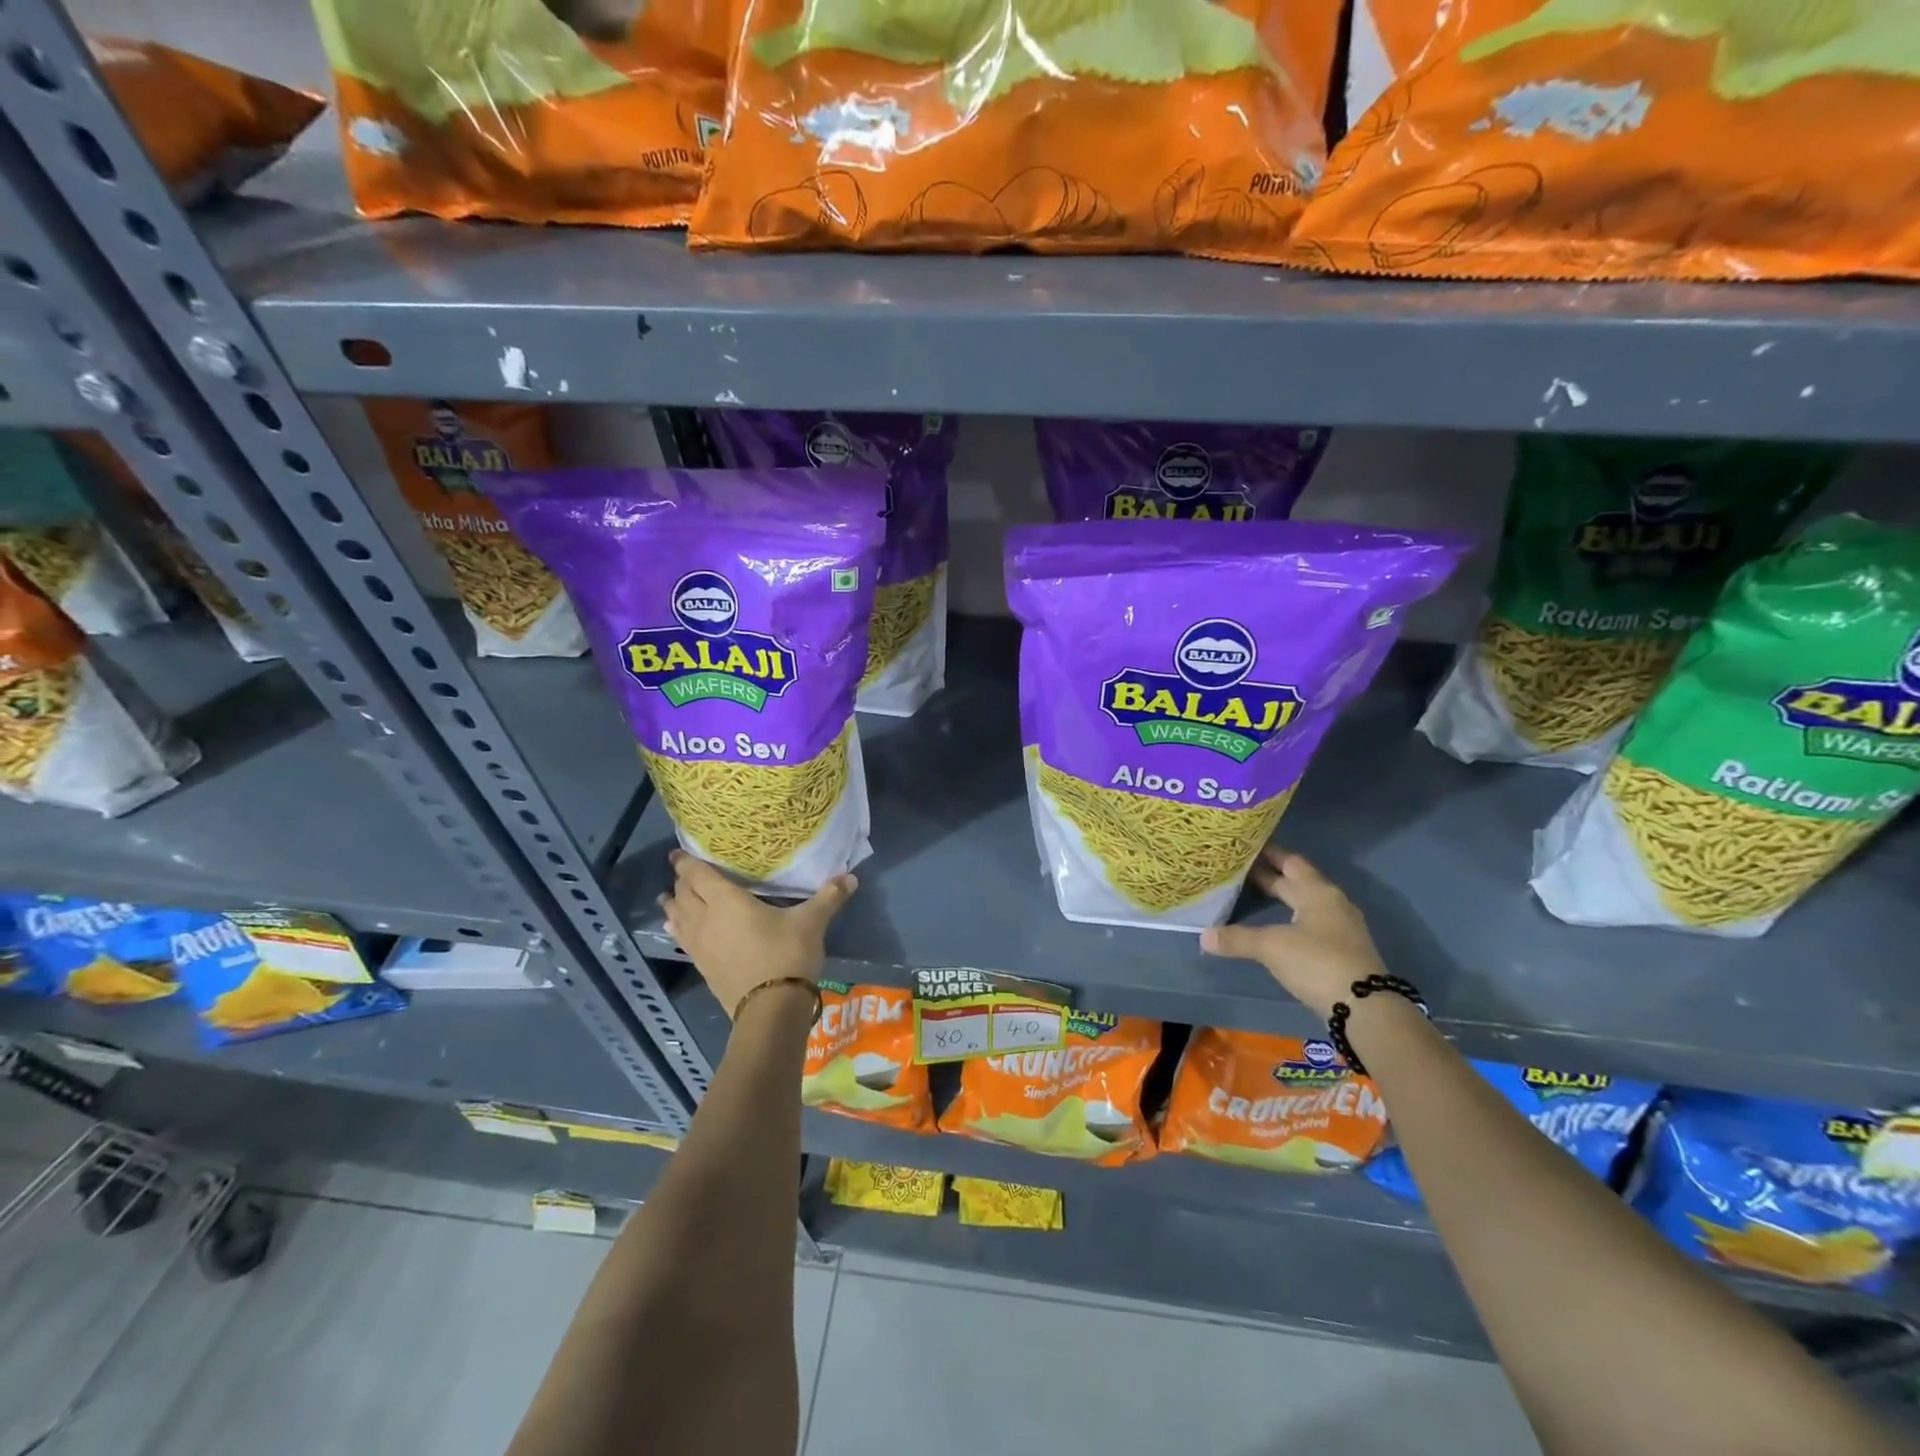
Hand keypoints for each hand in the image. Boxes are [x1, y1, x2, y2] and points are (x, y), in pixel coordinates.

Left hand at [658, 850, 856, 1018]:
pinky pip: (683, 939)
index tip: (677, 853)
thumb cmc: (788, 955)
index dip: (686, 863)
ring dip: (673, 906)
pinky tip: (678, 930)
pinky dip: (678, 928)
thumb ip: (829, 897)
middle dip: (682, 882)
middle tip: (683, 873)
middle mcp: (706, 919)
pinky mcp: (702, 967)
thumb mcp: (811, 922)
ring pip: (678, 918)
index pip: (698, 875)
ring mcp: (700, 945)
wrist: (771, 1009)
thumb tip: (851, 877)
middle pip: (685, 894)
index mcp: (727, 901)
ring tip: (668, 898)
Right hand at [1199, 848, 1385, 1018]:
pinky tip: (1276, 927)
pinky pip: (1311, 923)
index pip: (1290, 862)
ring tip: (1254, 895)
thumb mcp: (1271, 947)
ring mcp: (1340, 927)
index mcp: (1317, 892)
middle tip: (1241, 869)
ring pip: (1305, 903)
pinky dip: (1291, 919)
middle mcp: (1332, 903)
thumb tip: (1204, 936)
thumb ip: (1237, 938)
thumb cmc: (1317, 962)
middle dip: (1271, 876)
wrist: (1365, 1008)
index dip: (1269, 854)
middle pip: (1298, 882)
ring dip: (1283, 898)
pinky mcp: (1342, 950)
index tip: (1246, 846)